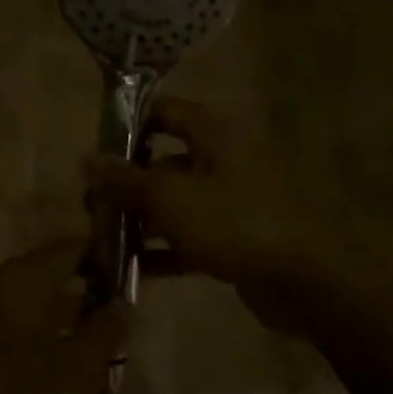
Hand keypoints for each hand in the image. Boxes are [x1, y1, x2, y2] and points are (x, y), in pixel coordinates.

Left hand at [0, 239, 125, 393]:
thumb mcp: (79, 367)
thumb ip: (108, 330)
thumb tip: (121, 305)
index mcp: (20, 280)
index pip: (70, 250)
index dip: (104, 263)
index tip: (129, 290)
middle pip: (58, 310)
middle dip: (89, 357)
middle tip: (108, 389)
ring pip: (37, 349)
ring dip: (64, 392)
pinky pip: (11, 369)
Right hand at [82, 96, 334, 299]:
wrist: (306, 282)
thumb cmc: (234, 223)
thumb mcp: (170, 198)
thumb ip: (126, 180)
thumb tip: (87, 159)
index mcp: (213, 136)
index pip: (164, 111)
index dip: (129, 123)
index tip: (95, 147)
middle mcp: (223, 161)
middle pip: (164, 161)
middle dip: (126, 183)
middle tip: (91, 205)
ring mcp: (230, 202)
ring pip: (175, 203)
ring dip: (141, 220)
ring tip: (103, 240)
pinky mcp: (235, 239)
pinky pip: (189, 237)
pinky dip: (163, 250)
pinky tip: (132, 270)